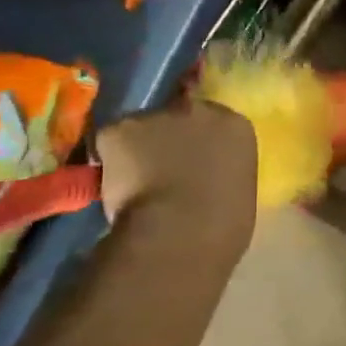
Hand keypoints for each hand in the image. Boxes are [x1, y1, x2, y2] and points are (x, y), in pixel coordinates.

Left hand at [95, 97, 257, 256]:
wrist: (179, 236)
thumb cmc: (221, 227)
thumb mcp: (237, 193)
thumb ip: (222, 172)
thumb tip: (205, 178)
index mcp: (235, 126)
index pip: (215, 122)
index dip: (199, 142)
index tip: (192, 163)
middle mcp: (199, 110)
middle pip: (178, 116)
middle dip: (169, 137)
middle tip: (161, 170)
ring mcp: (158, 115)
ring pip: (141, 129)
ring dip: (137, 150)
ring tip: (134, 186)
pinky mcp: (120, 128)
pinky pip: (109, 143)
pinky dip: (107, 163)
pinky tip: (113, 190)